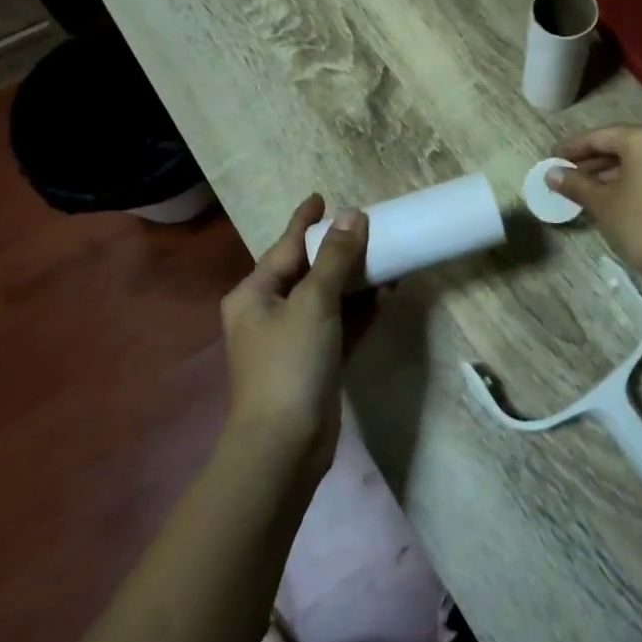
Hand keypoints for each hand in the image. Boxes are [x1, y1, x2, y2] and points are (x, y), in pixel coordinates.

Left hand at [219, 195, 368, 490]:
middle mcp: (269, 312)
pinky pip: (341, 325)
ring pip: (329, 298)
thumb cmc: (290, 363)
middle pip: (309, 270)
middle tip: (368, 225)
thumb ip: (336, 258)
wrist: (285, 445)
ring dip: (356, 279)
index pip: (285, 246)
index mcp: (254, 294)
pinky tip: (387, 293)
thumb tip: (354, 216)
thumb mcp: (314, 302)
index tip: (321, 196)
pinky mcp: (317, 362)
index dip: (305, 221)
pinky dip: (361, 310)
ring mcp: (294, 340)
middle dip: (338, 250)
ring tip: (387, 254)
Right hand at [548, 125, 641, 281]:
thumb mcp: (601, 203)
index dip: (574, 148)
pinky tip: (616, 197)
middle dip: (594, 161)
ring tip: (588, 189)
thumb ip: (574, 183)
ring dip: (615, 172)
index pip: (602, 136)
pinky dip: (637, 181)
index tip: (553, 157)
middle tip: (568, 174)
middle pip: (625, 146)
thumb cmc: (640, 225)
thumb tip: (550, 174)